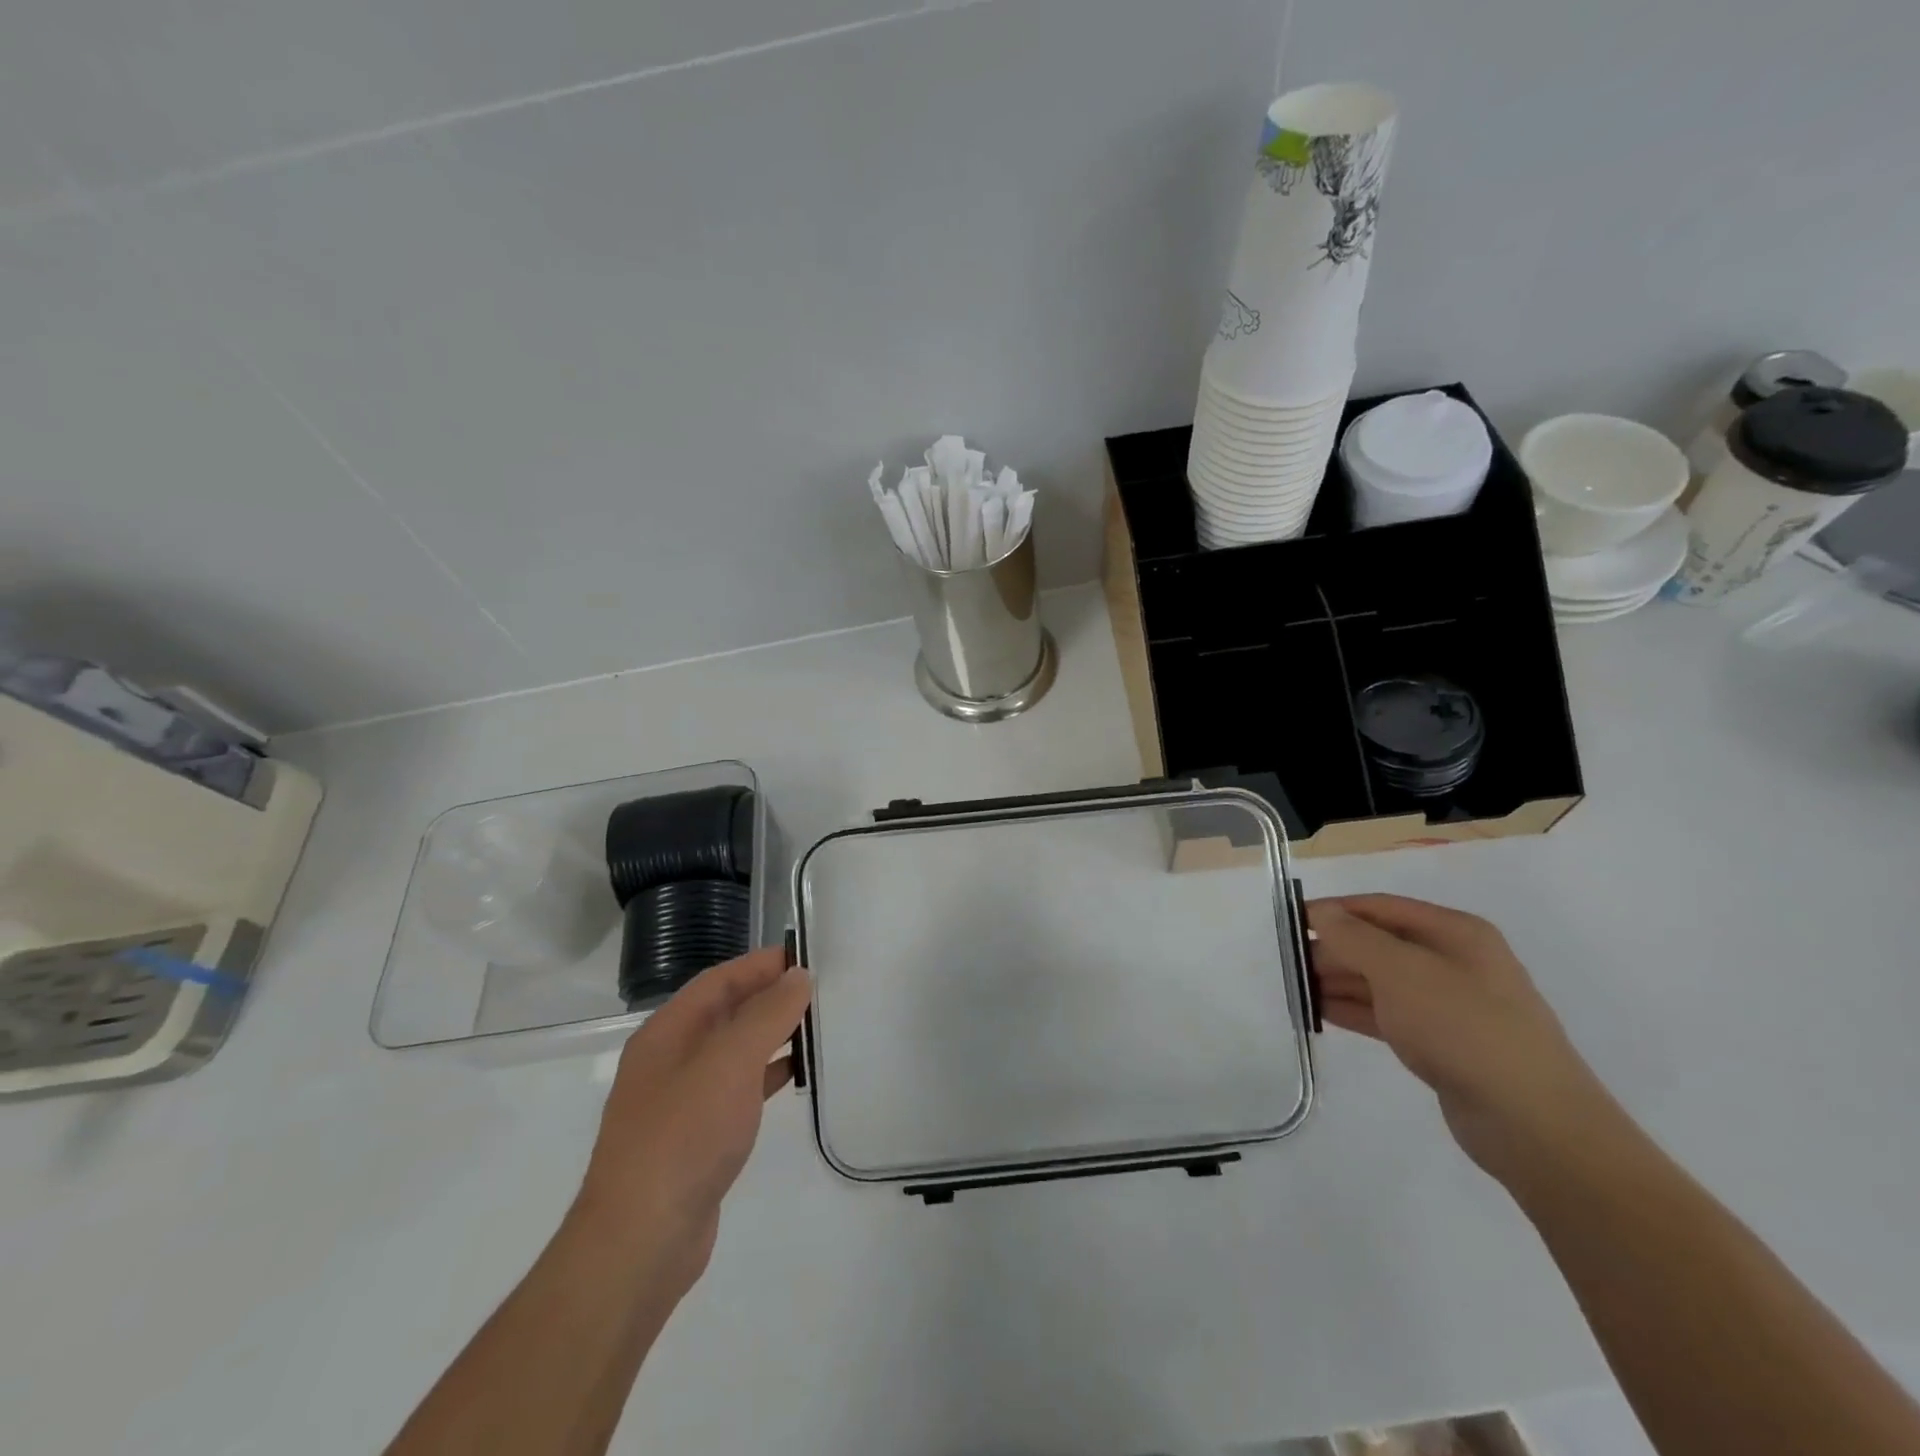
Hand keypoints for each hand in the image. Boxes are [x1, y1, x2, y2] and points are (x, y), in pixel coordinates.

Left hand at [573, 947, 811, 1293]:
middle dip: (769, 997)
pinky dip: (767, 1074)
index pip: (719, 980)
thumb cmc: (684, 1136)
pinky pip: (738, 1088)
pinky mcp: (696, 1137)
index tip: (806, 957)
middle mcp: (669, 1060)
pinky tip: (796, 1076)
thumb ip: (767, 1014)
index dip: (760, 964)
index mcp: (667, 1033)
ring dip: (772, 1035)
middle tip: (820, 989)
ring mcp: (681, 1101)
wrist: (641, 1241)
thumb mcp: (730, 1062)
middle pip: (725, 1012)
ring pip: (733, 1051)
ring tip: (817, 1026)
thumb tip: (798, 976)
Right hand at [1308, 895, 1619, 1188]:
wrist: (1532, 1122)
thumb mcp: (1400, 971)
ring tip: (1295, 989)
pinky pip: (1388, 1015)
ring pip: (1381, 981)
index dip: (1334, 910)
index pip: (1380, 907)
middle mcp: (1454, 961)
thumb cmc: (1463, 1027)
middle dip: (1334, 949)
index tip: (1289, 922)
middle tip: (1288, 964)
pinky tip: (1320, 1012)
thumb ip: (1354, 937)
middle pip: (1380, 943)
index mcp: (1455, 932)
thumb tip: (1322, 914)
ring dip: (1338, 981)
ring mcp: (1450, 1005)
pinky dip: (1353, 1010)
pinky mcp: (1443, 1043)